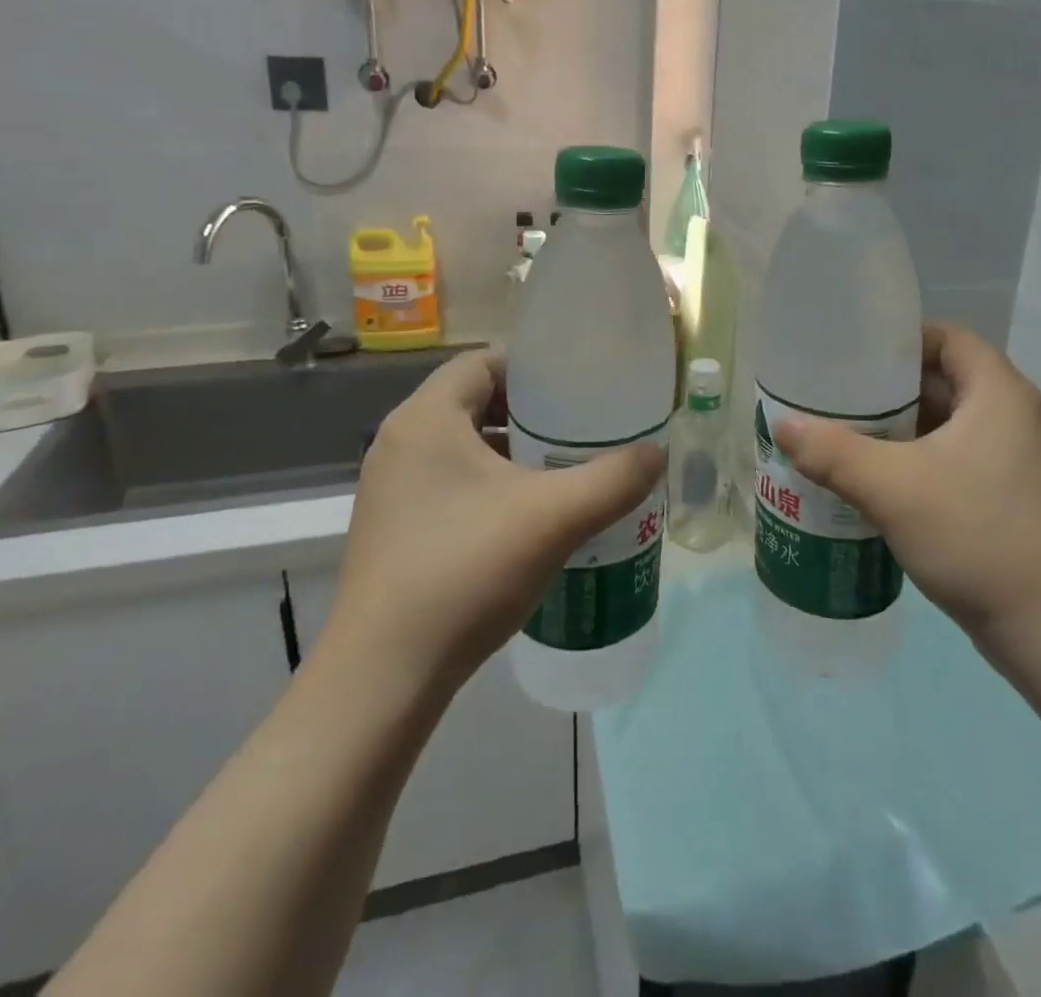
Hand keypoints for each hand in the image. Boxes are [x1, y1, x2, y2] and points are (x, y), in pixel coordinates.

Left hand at [321, 350, 664, 687]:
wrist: (384, 678)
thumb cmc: (465, 572)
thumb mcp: (554, 518)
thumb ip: (614, 479)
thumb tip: (656, 452)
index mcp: (425, 419)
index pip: (483, 361)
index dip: (534, 366)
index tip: (579, 386)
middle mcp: (400, 443)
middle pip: (475, 402)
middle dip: (532, 412)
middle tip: (582, 428)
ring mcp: (392, 489)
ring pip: (464, 446)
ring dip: (513, 451)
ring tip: (565, 469)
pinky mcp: (395, 528)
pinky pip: (452, 483)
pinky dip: (492, 485)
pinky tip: (530, 517)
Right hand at [774, 323, 1040, 654]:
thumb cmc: (980, 536)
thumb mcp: (893, 488)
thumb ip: (832, 453)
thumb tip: (782, 425)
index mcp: (999, 393)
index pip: (946, 337)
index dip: (899, 339)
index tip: (850, 355)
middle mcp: (1014, 417)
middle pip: (942, 381)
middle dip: (887, 391)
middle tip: (833, 400)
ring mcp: (1017, 462)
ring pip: (947, 428)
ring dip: (899, 433)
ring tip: (844, 440)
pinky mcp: (1012, 501)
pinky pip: (955, 463)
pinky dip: (917, 465)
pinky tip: (877, 487)